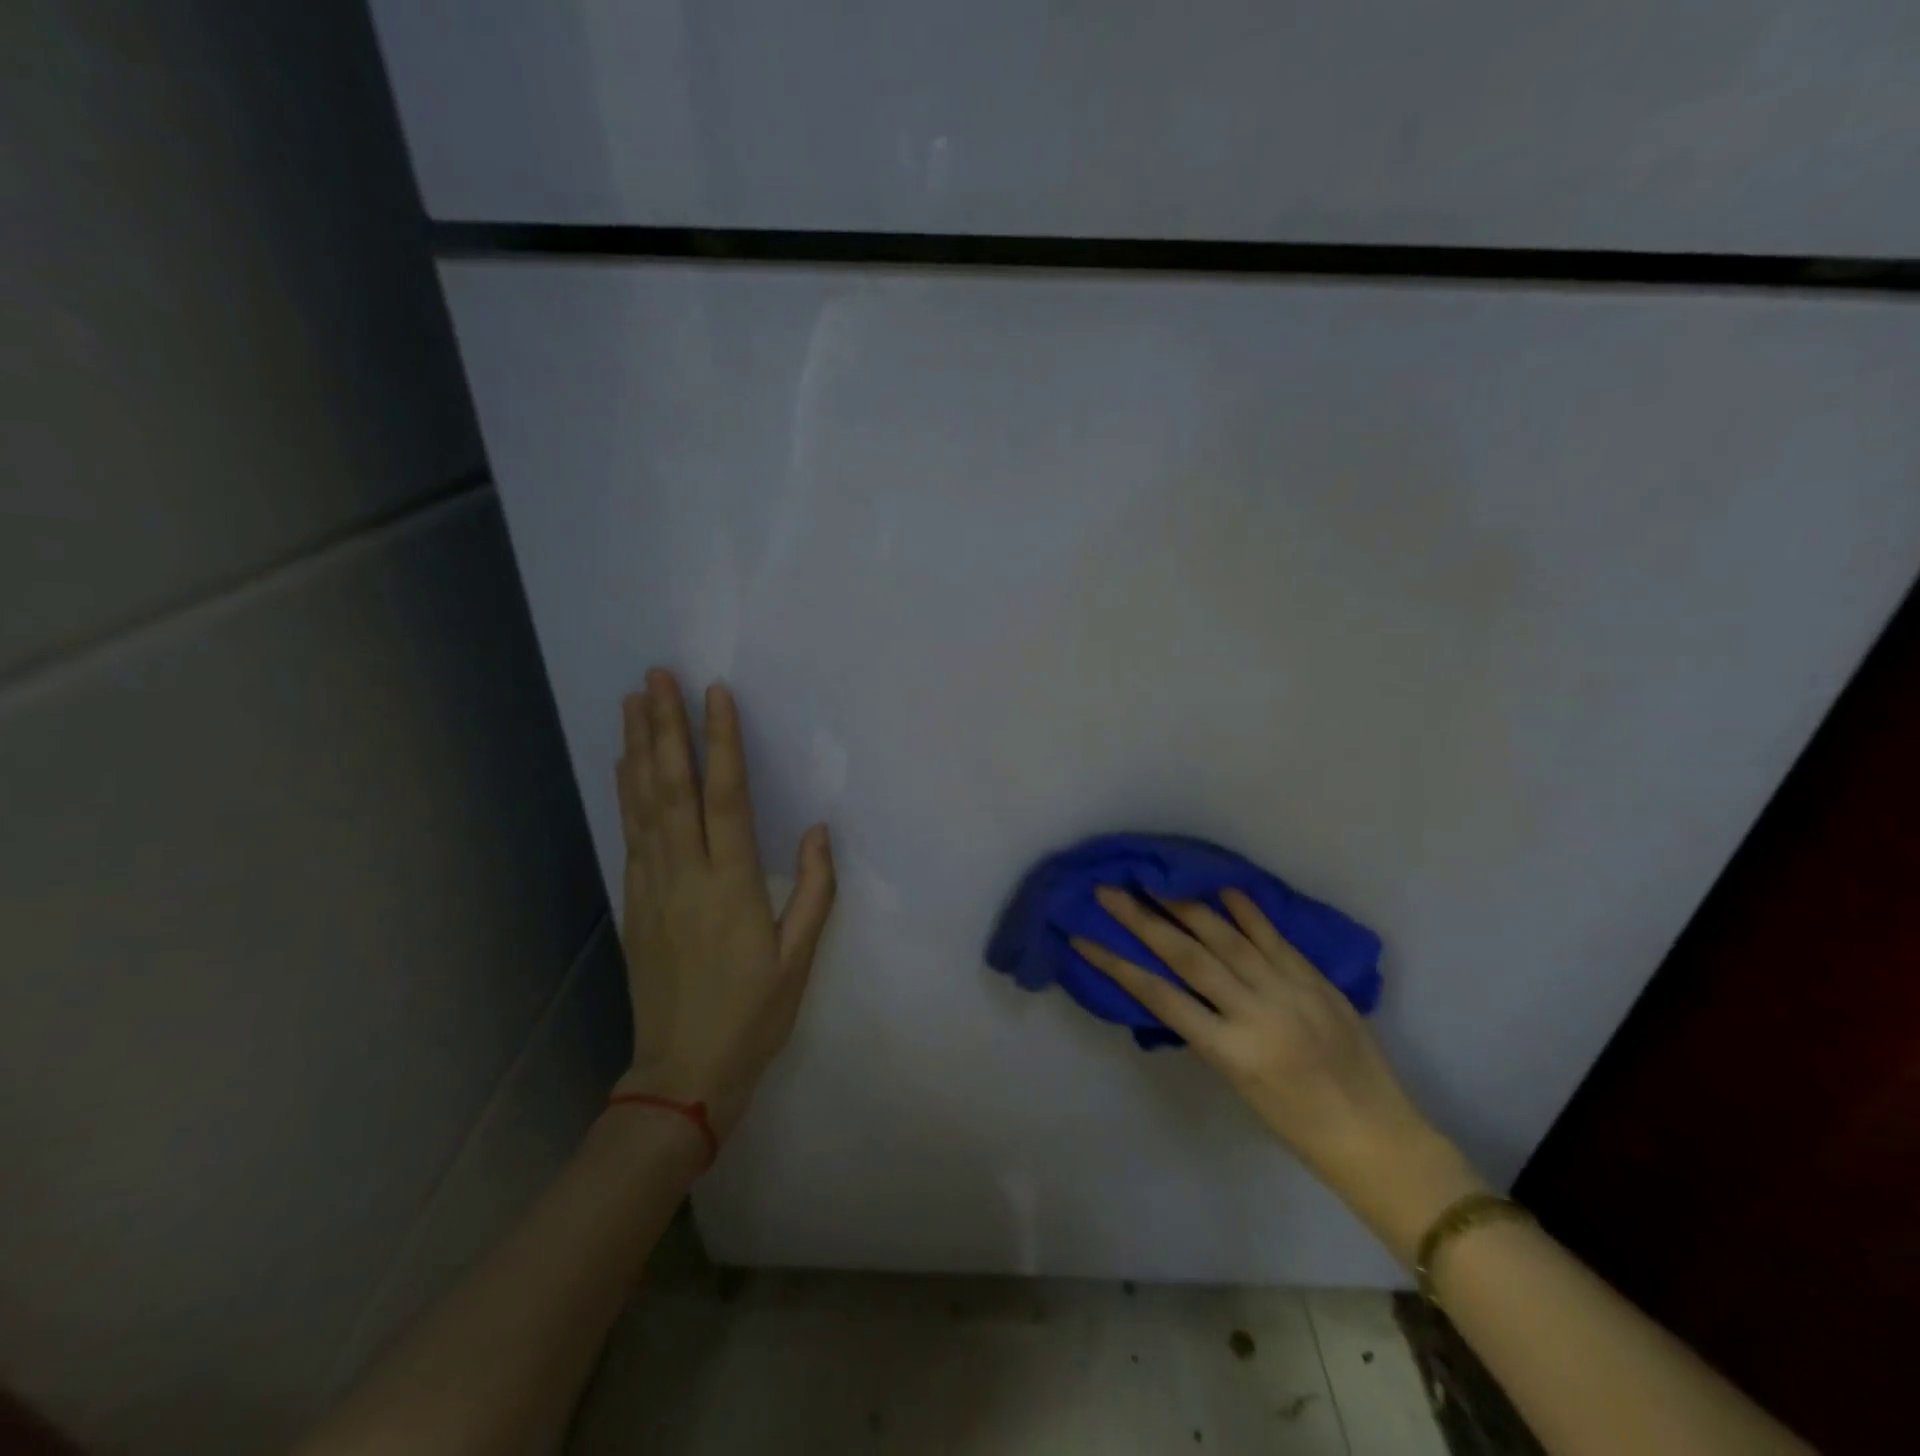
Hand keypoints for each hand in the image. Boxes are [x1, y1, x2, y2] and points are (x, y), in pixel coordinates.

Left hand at [611, 670, 835, 1141]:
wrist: (683, 1073)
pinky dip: (627, 793)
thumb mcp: (799, 959)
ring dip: (638, 750)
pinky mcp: (635, 903)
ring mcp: (652, 888)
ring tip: (634, 704)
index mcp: (731, 886)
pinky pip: (631, 834)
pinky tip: (625, 767)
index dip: (721, 743)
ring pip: (643, 805)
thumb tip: (818, 831)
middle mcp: (685, 876)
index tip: (715, 695)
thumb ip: (814, 891)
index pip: (726, 798)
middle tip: (657, 678)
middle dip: (665, 728)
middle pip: (673, 789)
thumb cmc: (753, 1016)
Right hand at [1074, 887, 1483, 1259]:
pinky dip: (1246, 911)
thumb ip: (1208, 1031)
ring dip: (1185, 905)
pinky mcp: (1315, 980)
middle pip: (1187, 955)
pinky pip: (1274, 937)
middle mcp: (1255, 1013)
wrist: (1378, 1137)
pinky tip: (1222, 888)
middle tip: (1109, 891)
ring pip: (1227, 937)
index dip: (1116, 964)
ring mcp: (1289, 991)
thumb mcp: (1237, 1083)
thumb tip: (1179, 986)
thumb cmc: (1297, 1126)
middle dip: (1142, 920)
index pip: (1159, 996)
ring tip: (1154, 881)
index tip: (1084, 939)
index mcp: (1230, 1051)